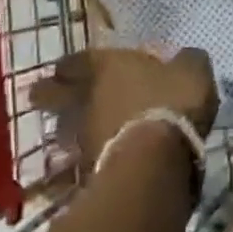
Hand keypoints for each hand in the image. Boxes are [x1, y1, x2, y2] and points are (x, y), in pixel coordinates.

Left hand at [30, 45, 218, 178]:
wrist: (155, 161)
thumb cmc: (171, 102)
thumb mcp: (192, 71)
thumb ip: (187, 62)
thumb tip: (185, 59)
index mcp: (108, 66)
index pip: (79, 60)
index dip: (72, 64)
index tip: (63, 68)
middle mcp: (88, 98)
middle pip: (56, 94)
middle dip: (47, 94)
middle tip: (39, 96)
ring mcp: (83, 136)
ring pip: (63, 130)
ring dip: (62, 130)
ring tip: (63, 134)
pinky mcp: (87, 172)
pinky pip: (75, 164)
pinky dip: (74, 166)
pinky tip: (79, 170)